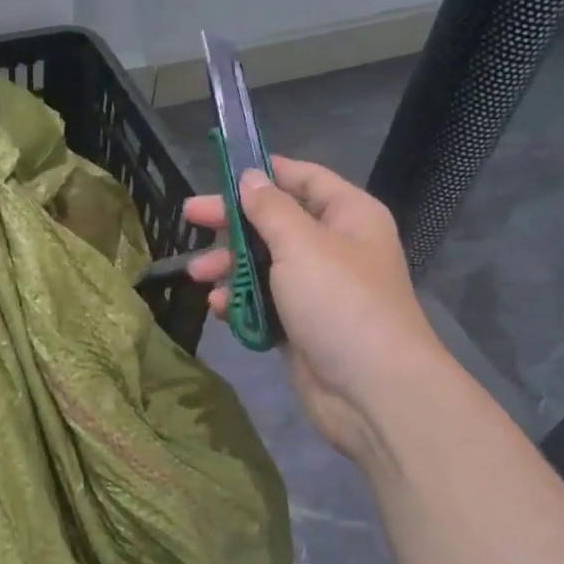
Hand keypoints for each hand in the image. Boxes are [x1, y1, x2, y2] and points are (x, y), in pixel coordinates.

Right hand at [185, 157, 443, 463]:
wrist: (372, 392)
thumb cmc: (340, 302)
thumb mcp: (302, 244)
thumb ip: (270, 208)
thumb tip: (251, 177)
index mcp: (348, 216)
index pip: (304, 178)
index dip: (264, 172)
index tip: (221, 171)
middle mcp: (334, 246)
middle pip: (275, 221)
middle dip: (232, 222)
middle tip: (190, 217)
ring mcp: (317, 288)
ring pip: (264, 263)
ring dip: (229, 266)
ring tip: (197, 274)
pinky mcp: (301, 324)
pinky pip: (264, 301)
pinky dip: (240, 300)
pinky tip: (218, 306)